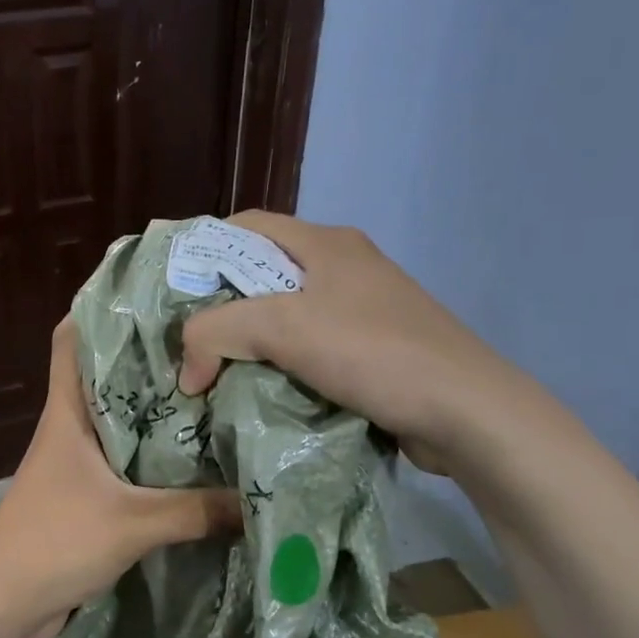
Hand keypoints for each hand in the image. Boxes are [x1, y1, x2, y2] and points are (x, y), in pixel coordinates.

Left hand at [0, 319, 241, 637]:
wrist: (4, 606)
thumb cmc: (55, 541)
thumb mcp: (133, 523)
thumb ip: (197, 511)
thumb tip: (260, 498)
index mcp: (66, 413)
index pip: (70, 340)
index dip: (99, 309)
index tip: (150, 294)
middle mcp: (69, 428)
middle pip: (106, 377)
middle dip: (148, 360)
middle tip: (207, 342)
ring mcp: (76, 464)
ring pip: (119, 422)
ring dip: (156, 412)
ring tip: (213, 392)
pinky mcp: (86, 498)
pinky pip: (126, 466)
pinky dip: (155, 459)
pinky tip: (196, 461)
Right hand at [176, 211, 536, 469]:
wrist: (465, 411)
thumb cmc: (371, 351)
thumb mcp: (282, 328)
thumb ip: (217, 333)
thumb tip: (185, 370)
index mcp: (325, 242)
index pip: (247, 226)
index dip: (204, 249)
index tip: (173, 289)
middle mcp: (343, 266)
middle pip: (263, 273)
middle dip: (221, 304)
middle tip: (186, 338)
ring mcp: (362, 309)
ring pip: (284, 315)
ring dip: (248, 340)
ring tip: (213, 368)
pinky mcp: (372, 349)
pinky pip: (308, 348)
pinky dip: (278, 365)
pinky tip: (259, 390)